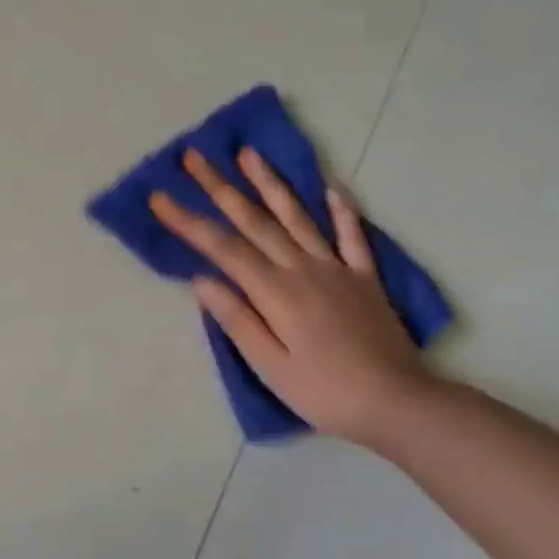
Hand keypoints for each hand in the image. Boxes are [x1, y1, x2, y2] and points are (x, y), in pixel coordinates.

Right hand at [149, 149, 434, 447]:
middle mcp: (304, 270)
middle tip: (195, 157)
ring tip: (250, 154)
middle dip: (220, 188)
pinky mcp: (365, 280)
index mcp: (276, 292)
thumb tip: (202, 280)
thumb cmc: (323, 392)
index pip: (223, 249)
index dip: (188, 222)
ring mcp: (338, 270)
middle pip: (255, 222)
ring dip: (271, 184)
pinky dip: (342, 212)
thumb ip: (237, 319)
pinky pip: (352, 238)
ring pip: (298, 218)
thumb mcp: (269, 366)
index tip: (159, 197)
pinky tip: (332, 189)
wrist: (398, 403)